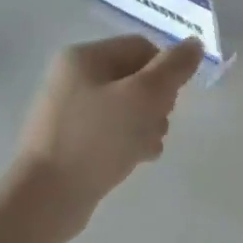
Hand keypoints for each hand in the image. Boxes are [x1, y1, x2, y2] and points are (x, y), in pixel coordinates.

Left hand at [18, 36, 202, 223]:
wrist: (47, 197)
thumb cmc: (98, 138)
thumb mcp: (145, 96)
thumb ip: (174, 67)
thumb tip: (194, 44)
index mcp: (85, 57)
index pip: (143, 48)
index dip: (166, 71)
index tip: (171, 101)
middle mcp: (73, 77)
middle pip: (137, 78)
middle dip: (158, 103)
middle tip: (157, 126)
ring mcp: (69, 111)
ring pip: (128, 107)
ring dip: (147, 125)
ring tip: (146, 148)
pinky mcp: (70, 141)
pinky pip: (111, 130)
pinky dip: (128, 141)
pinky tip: (135, 159)